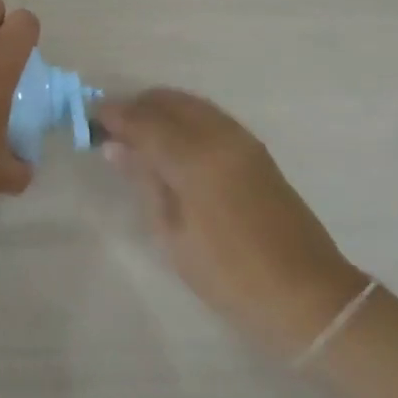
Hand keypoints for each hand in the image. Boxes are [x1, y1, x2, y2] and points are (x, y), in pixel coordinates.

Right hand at [98, 88, 366, 358]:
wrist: (307, 295)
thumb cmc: (230, 275)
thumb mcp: (173, 234)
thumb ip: (145, 181)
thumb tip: (116, 146)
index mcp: (195, 158)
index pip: (143, 120)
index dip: (114, 116)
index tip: (89, 119)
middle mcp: (219, 135)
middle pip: (168, 101)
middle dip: (136, 107)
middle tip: (112, 129)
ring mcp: (242, 139)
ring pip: (190, 103)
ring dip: (160, 109)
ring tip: (138, 135)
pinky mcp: (255, 149)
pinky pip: (209, 116)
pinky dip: (183, 117)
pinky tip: (171, 142)